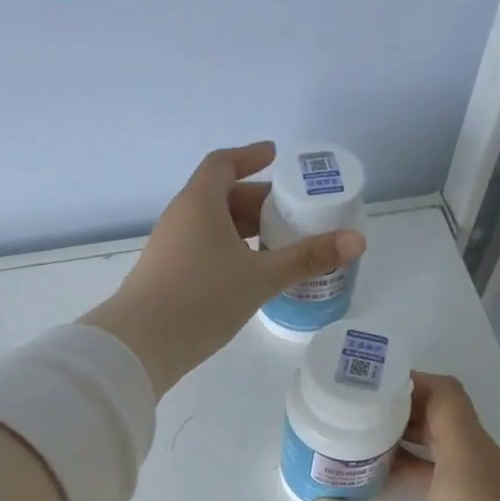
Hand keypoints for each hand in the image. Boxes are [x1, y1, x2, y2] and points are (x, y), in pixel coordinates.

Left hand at [81, 142, 365, 394]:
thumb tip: (357, 240)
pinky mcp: (164, 275)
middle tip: (288, 213)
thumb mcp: (260, 278)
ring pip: (210, 226)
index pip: (223, 164)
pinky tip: (246, 275)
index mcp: (199, 204)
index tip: (273, 156)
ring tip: (275, 245)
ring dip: (242, 230)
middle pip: (220, 196)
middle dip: (255, 201)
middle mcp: (179, 218)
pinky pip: (201, 249)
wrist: (141, 344)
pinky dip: (227, 251)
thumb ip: (307, 258)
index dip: (249, 156)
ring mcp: (168, 248)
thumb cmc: (202, 298)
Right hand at [309, 374, 499, 500]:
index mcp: (468, 457)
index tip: (372, 390)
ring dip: (419, 439)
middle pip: (450, 413)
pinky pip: (467, 466)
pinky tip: (404, 485)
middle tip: (362, 417)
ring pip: (458, 442)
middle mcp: (489, 459)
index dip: (411, 382)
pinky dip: (435, 463)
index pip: (445, 393)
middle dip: (406, 410)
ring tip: (374, 446)